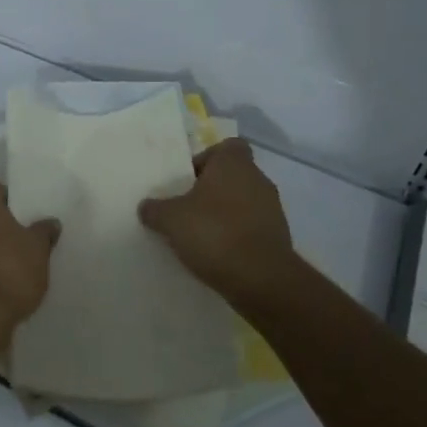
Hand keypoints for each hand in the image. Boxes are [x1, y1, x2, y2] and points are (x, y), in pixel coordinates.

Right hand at [138, 139, 294, 303]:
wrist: (262, 280)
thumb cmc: (214, 233)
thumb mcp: (171, 220)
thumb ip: (155, 209)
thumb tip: (146, 207)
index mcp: (234, 163)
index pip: (226, 146)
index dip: (207, 159)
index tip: (189, 179)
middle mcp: (258, 179)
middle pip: (233, 175)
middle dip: (212, 190)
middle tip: (187, 208)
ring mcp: (273, 209)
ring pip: (243, 202)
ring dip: (225, 214)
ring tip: (201, 235)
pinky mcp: (280, 237)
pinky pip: (253, 228)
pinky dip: (238, 236)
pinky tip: (219, 255)